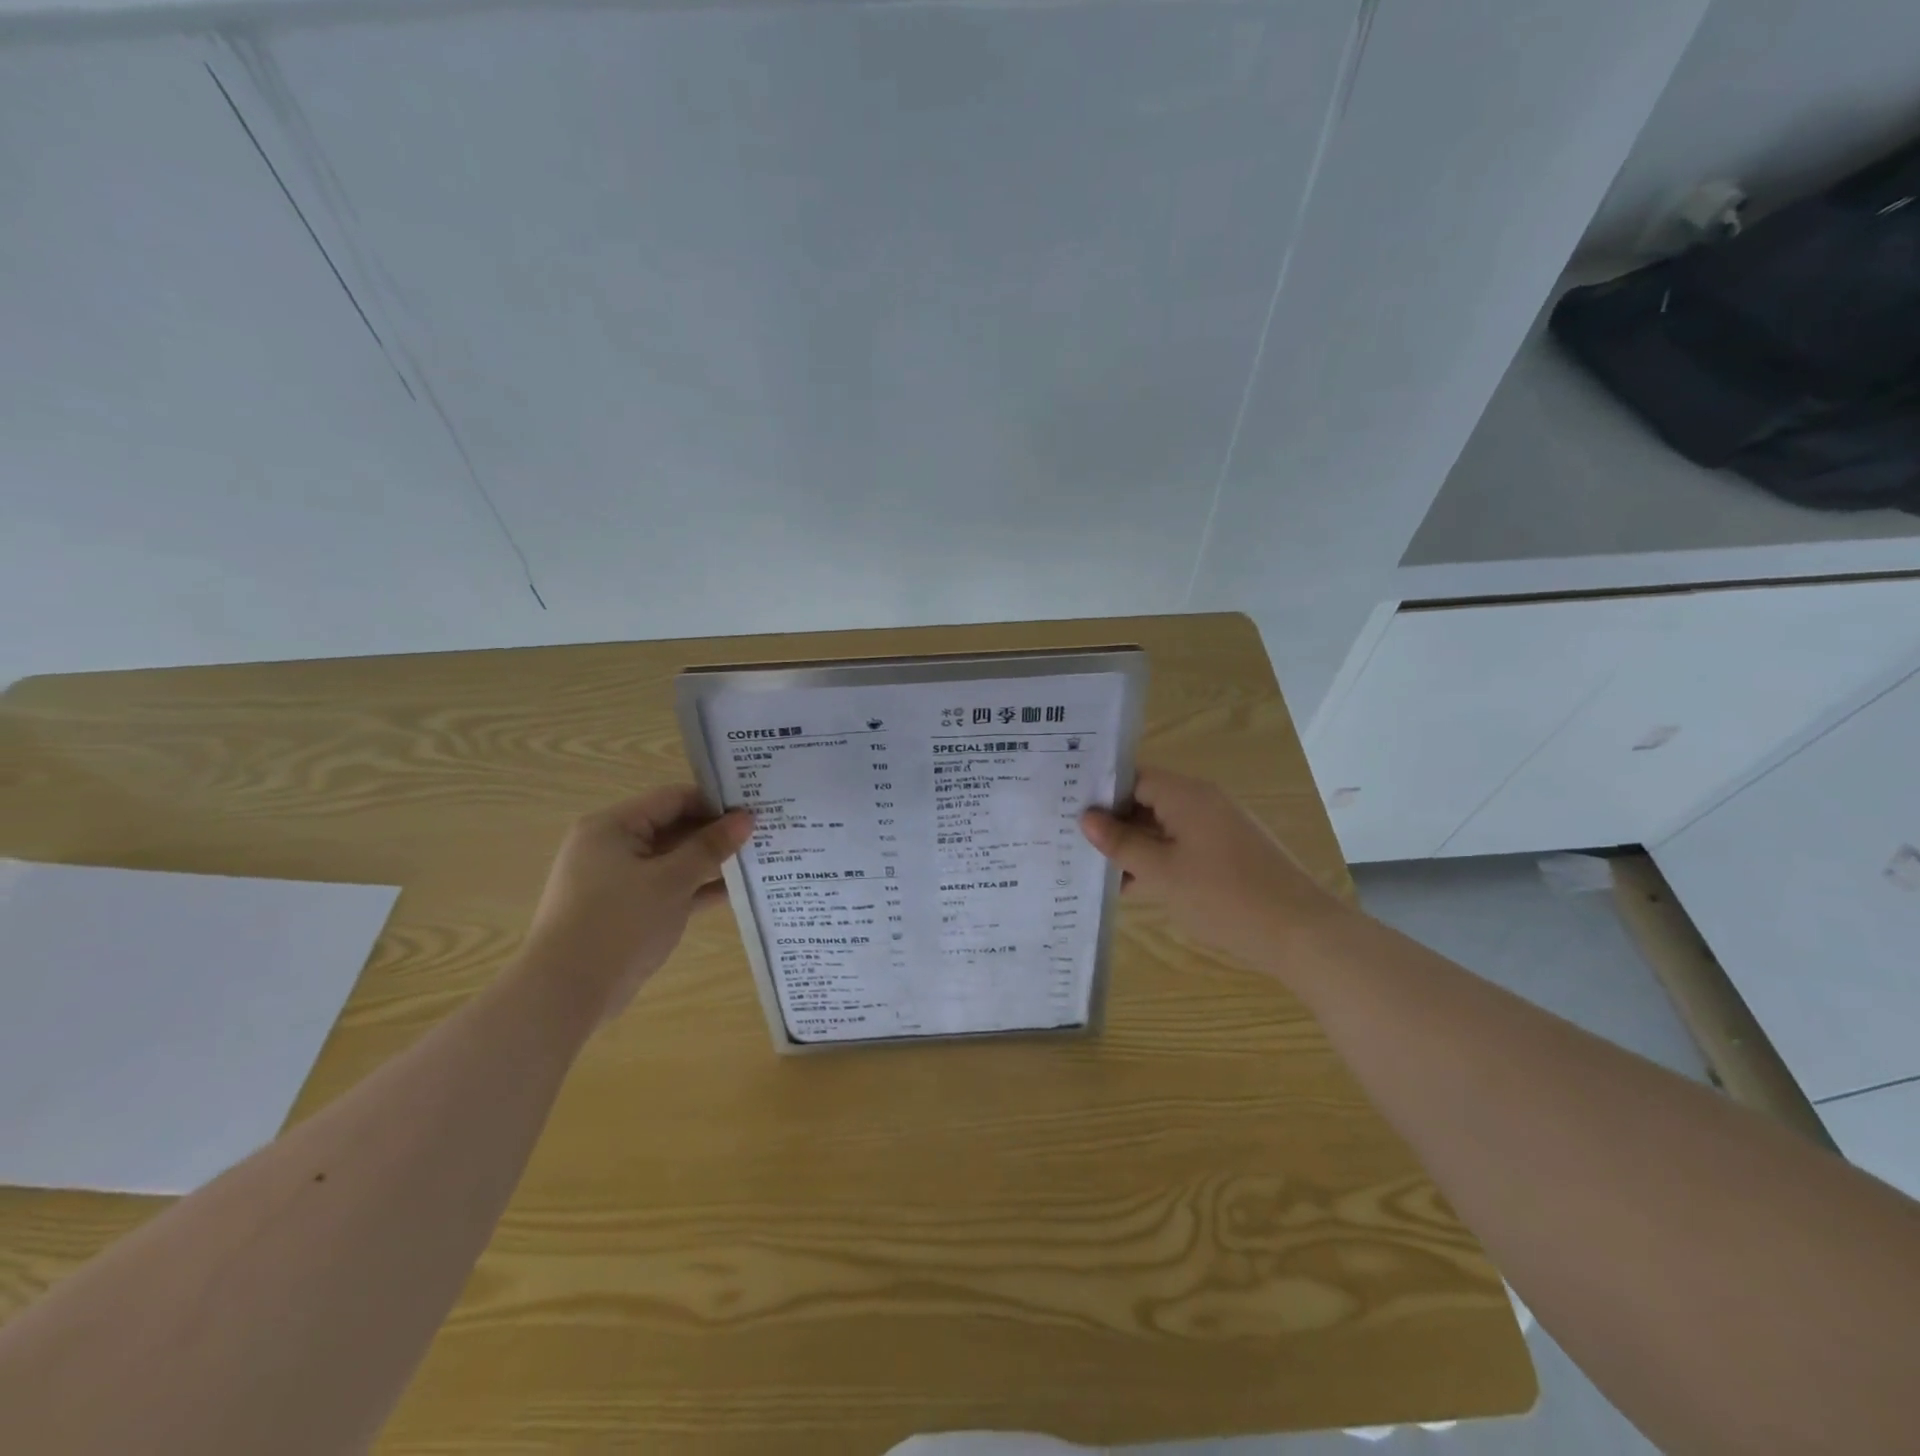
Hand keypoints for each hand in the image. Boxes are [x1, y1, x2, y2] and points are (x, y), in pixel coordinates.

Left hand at [521, 786, 752, 1021]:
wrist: (566, 993)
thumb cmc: (619, 922)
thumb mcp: (671, 880)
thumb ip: (710, 847)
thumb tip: (746, 818)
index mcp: (613, 826)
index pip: (672, 799)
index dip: (714, 802)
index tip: (754, 810)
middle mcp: (612, 846)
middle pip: (673, 827)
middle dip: (715, 833)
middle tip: (761, 834)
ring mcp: (617, 880)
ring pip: (673, 860)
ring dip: (709, 862)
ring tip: (756, 860)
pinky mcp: (626, 910)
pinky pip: (667, 888)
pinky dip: (695, 888)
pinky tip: (734, 892)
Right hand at [1081, 766, 1345, 976]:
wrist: (1301, 934)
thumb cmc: (1224, 897)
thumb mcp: (1162, 873)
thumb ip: (1121, 844)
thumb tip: (1086, 818)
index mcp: (1187, 795)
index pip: (1132, 778)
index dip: (1100, 793)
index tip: (1068, 812)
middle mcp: (1203, 802)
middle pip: (1147, 800)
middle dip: (1113, 822)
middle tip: (1073, 842)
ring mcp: (1218, 828)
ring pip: (1163, 827)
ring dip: (1134, 846)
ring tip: (1094, 868)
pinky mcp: (1229, 854)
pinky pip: (1182, 845)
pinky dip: (1158, 860)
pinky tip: (1131, 887)